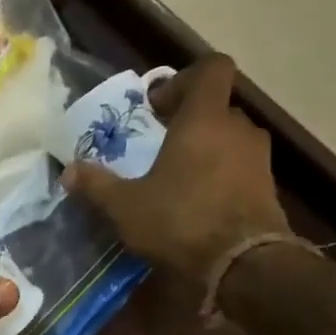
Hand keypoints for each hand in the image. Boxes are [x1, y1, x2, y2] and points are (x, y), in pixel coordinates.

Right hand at [61, 54, 289, 285]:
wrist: (242, 265)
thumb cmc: (180, 221)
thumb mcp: (125, 206)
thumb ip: (96, 184)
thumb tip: (68, 171)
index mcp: (204, 120)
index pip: (211, 69)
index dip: (184, 79)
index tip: (157, 107)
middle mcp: (237, 129)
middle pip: (216, 108)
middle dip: (187, 122)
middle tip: (157, 146)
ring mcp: (258, 159)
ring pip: (229, 139)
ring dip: (205, 151)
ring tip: (175, 178)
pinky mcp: (268, 188)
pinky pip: (239, 168)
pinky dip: (219, 177)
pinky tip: (196, 204)